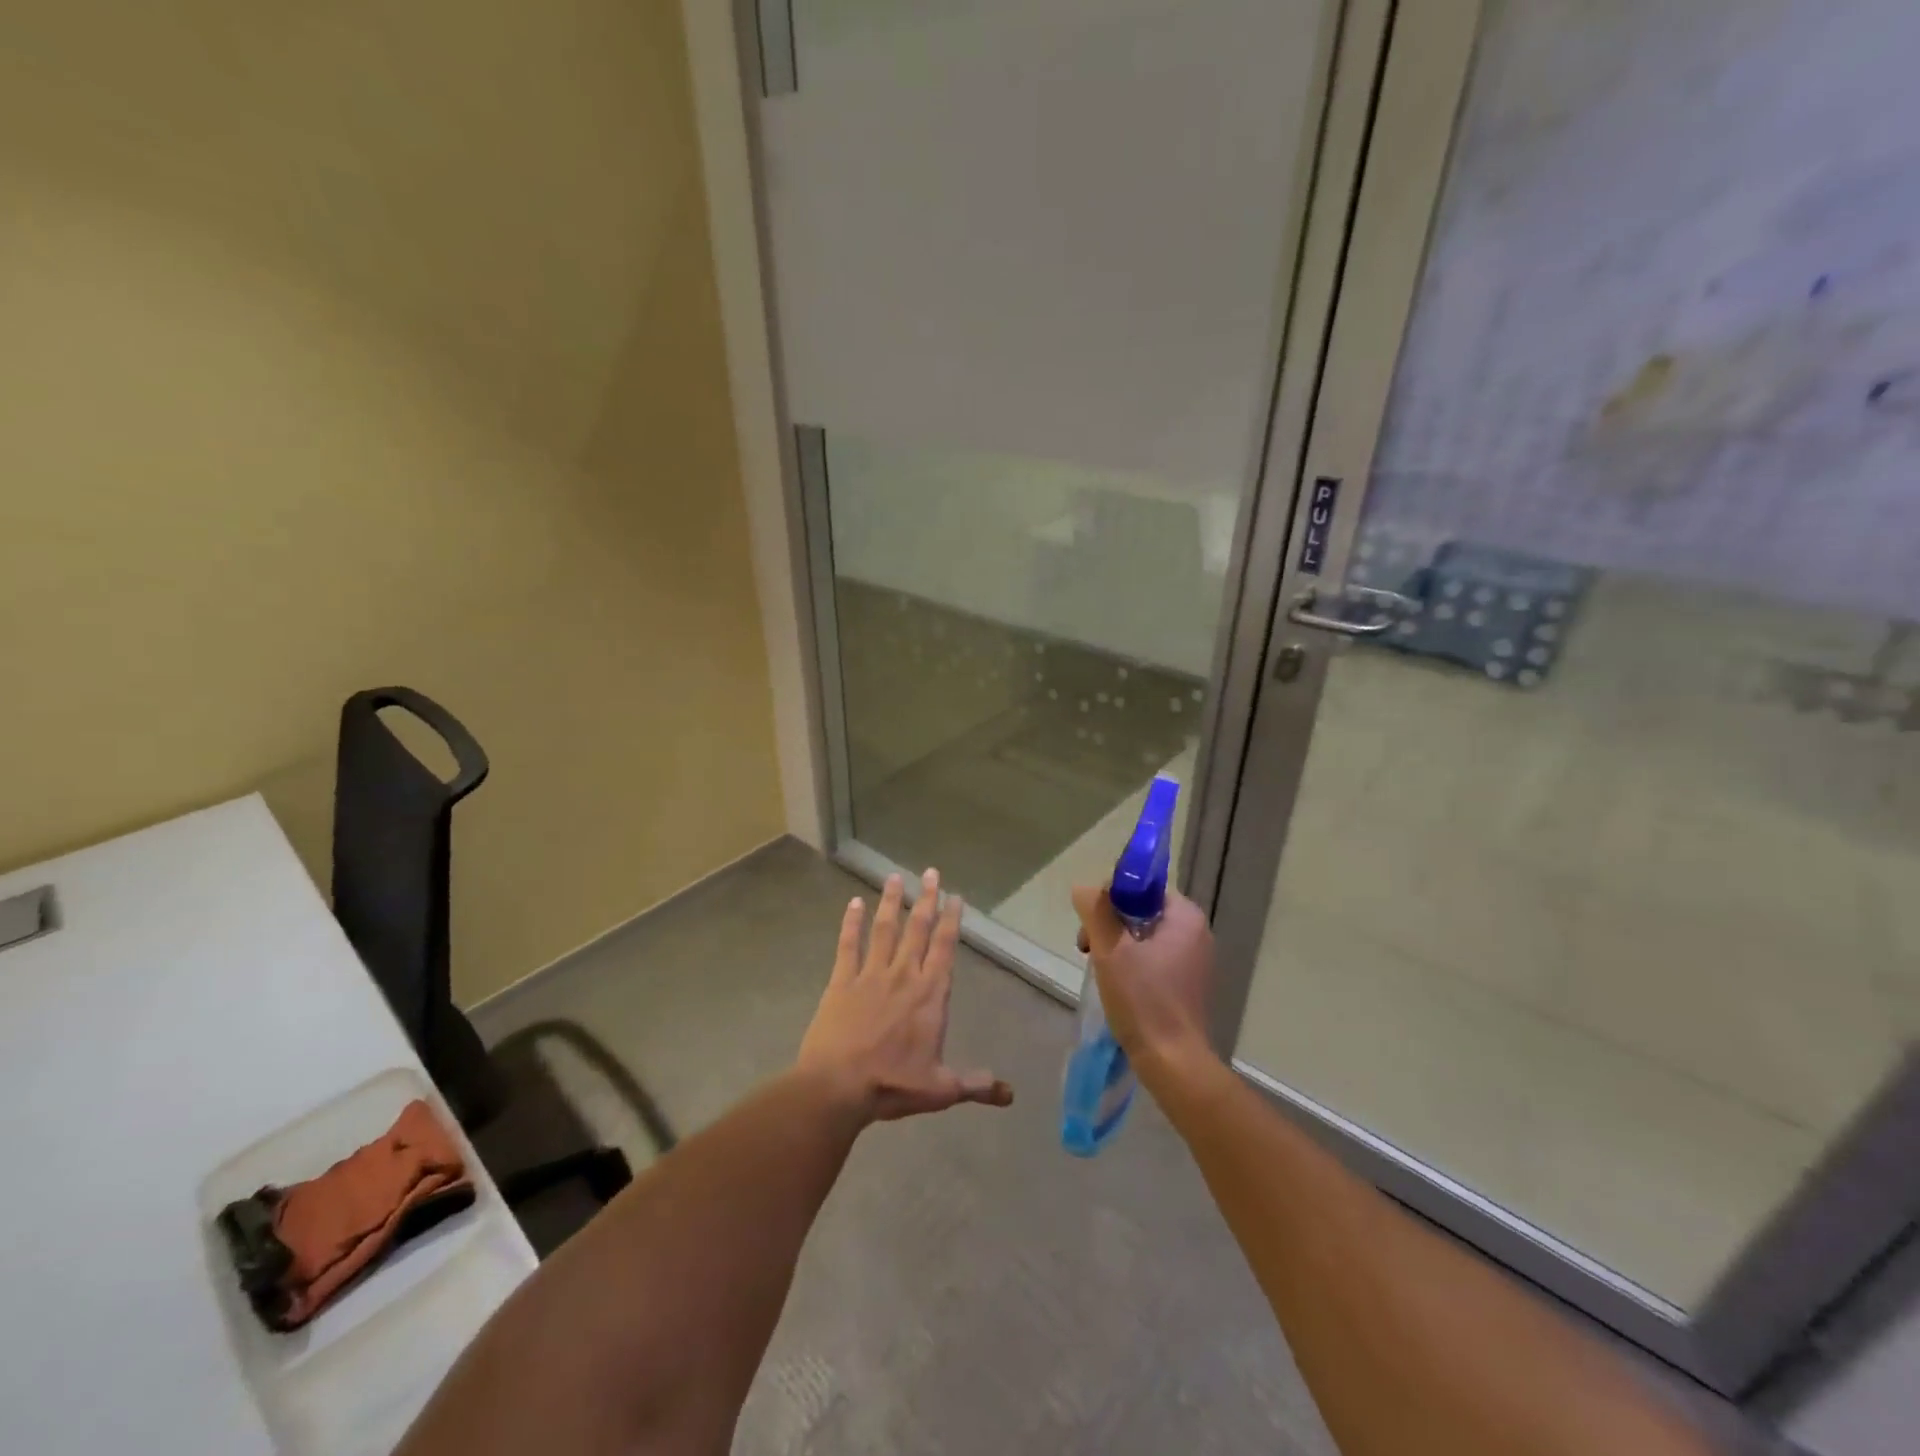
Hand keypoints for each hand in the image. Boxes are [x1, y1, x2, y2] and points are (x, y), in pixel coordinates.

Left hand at [797, 869, 1013, 1123]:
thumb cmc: (892, 1085)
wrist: (837, 1087)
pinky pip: (848, 945)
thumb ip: (975, 1085)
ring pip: (885, 929)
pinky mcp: (842, 981)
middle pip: (918, 929)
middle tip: (931, 872)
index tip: (955, 896)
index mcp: (930, 995)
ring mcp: (871, 974)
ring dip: (891, 902)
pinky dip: (851, 923)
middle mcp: (904, 975)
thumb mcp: (940, 1090)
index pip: (945, 948)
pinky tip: (853, 903)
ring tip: (895, 877)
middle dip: (927, 899)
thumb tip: (1009, 1094)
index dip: (952, 920)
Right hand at [1071, 884, 1217, 1077]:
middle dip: (1109, 925)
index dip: (1110, 900)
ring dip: (1117, 946)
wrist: (1173, 1062)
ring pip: (1144, 937)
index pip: (1141, 888)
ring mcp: (1195, 961)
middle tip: (1088, 950)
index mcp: (1185, 917)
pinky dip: (1132, 965)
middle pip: (1141, 911)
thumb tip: (1083, 887)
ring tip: (1100, 971)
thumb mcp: (1110, 949)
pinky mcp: (1188, 985)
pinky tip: (1118, 986)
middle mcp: (1196, 933)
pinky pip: (1154, 959)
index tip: (1092, 927)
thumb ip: (1095, 910)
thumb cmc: (1143, 1000)